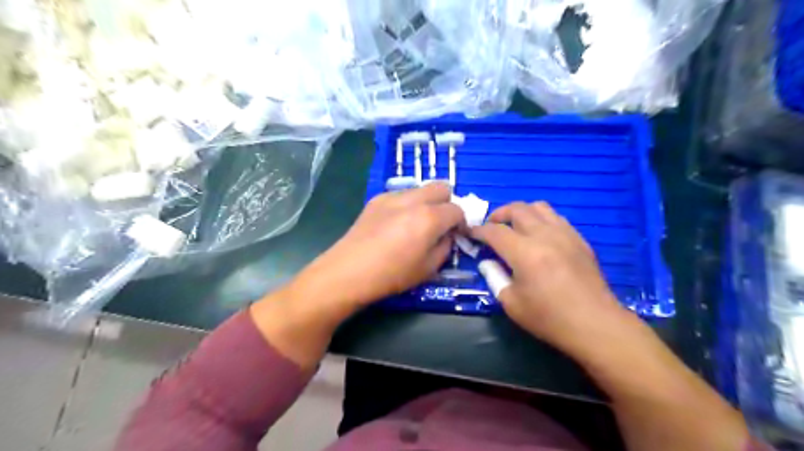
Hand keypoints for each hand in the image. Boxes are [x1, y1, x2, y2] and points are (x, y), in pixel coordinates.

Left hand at [295, 181, 465, 306]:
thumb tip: (447, 235)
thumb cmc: (392, 275)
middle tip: (438, 224)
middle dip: (446, 203)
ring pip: (420, 189)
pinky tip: (395, 224)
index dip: (460, 222)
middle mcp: (413, 200)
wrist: (349, 271)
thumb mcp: (428, 269)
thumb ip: (445, 247)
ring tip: (414, 224)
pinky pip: (401, 195)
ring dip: (426, 202)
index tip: (454, 234)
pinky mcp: (376, 199)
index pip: (457, 209)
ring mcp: (392, 196)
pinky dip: (406, 204)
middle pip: (441, 187)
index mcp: (430, 217)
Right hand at [472, 203, 626, 352]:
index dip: (478, 230)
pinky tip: (538, 235)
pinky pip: (556, 217)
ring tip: (514, 226)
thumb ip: (494, 277)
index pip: (495, 231)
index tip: (470, 232)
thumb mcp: (511, 303)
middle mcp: (545, 236)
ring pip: (539, 207)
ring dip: (521, 212)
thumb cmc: (549, 318)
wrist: (595, 324)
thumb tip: (487, 262)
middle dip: (498, 214)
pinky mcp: (579, 239)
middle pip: (517, 209)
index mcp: (525, 253)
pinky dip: (540, 219)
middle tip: (490, 226)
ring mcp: (565, 234)